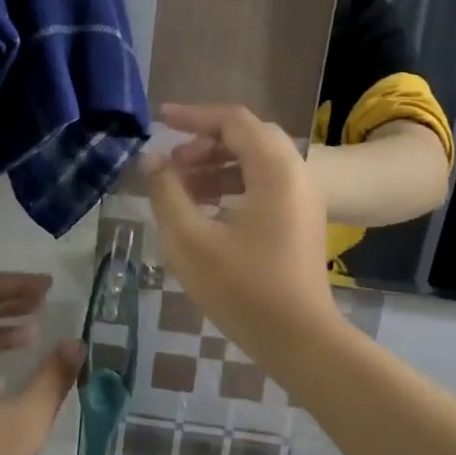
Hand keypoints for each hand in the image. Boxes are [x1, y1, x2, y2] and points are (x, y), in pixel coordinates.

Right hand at [146, 103, 341, 358]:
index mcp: (274, 169)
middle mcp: (296, 172)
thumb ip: (167, 193)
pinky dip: (232, 186)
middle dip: (203, 144)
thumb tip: (152, 161)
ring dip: (216, 166)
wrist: (300, 338)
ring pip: (255, 162)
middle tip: (170, 164)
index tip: (158, 121)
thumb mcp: (190, 240)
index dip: (192, 116)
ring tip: (180, 189)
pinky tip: (206, 211)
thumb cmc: (242, 289)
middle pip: (246, 137)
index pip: (232, 120)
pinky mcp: (301, 220)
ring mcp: (303, 197)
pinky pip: (264, 185)